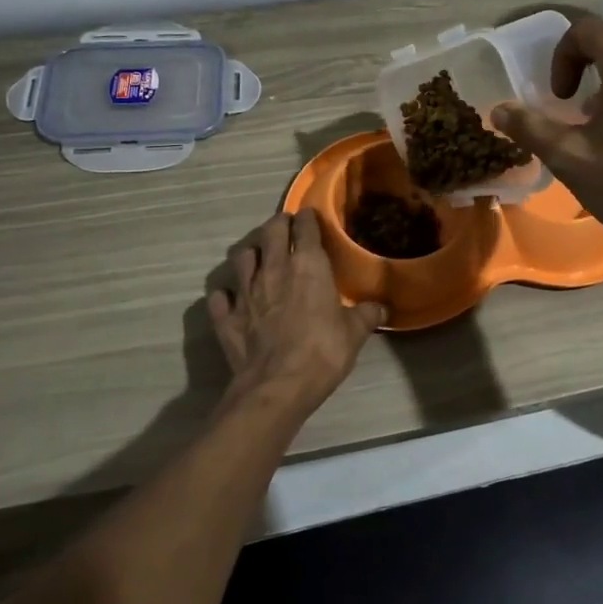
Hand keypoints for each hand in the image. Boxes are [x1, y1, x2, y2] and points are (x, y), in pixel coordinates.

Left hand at [208, 209, 385, 410]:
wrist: (277, 386)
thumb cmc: (322, 351)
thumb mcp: (355, 333)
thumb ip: (367, 315)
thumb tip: (382, 308)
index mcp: (307, 265)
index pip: (305, 228)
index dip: (308, 219)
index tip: (310, 216)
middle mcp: (273, 269)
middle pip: (271, 232)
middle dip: (278, 224)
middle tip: (284, 226)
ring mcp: (245, 291)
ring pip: (241, 257)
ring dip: (251, 253)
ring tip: (258, 257)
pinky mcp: (226, 317)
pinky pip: (220, 297)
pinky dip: (225, 295)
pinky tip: (231, 299)